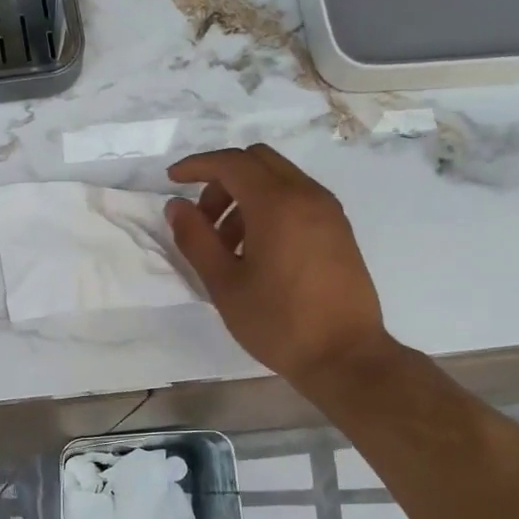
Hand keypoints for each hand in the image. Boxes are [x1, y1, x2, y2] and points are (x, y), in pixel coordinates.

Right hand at [166, 145, 391, 392]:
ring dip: (245, 196)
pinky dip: (270, 208)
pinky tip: (257, 251)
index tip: (172, 180)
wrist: (346, 356)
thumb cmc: (279, 322)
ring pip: (278, 179)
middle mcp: (307, 195)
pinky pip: (297, 199)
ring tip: (227, 245)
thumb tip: (177, 206)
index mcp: (277, 204)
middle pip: (257, 161)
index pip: (231, 163)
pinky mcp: (338, 230)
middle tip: (203, 220)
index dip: (197, 165)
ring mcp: (328, 211)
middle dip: (222, 180)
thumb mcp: (224, 285)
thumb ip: (196, 239)